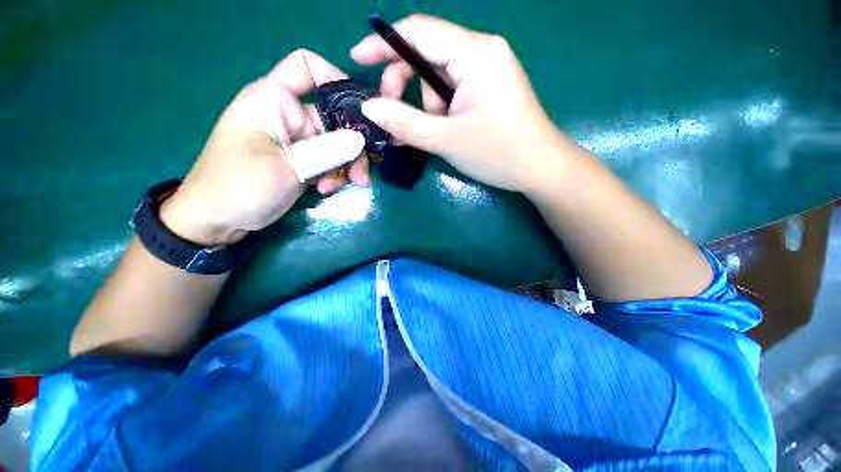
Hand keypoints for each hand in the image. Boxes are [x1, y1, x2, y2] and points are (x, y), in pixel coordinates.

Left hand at [161, 50, 370, 246]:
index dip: (336, 78)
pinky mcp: (302, 161)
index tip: (361, 111)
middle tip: (361, 175)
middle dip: (352, 146)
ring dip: (345, 166)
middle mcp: (289, 115)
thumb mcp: (287, 167)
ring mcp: (297, 141)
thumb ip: (328, 152)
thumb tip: (361, 140)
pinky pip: (329, 162)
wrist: (218, 218)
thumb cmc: (240, 184)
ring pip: (336, 144)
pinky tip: (328, 190)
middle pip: (334, 118)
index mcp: (274, 99)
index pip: (306, 67)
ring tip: (344, 186)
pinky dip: (334, 175)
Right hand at [351, 14, 575, 193]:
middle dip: (406, 87)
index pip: (418, 32)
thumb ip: (404, 122)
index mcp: (475, 53)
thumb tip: (369, 108)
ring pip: (438, 80)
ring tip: (437, 136)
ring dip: (427, 109)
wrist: (540, 169)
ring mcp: (487, 71)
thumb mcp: (445, 139)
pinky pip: (453, 92)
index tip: (357, 58)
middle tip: (395, 120)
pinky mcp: (488, 89)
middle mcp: (482, 52)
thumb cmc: (497, 153)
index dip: (383, 43)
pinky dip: (440, 112)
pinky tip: (444, 132)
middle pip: (426, 56)